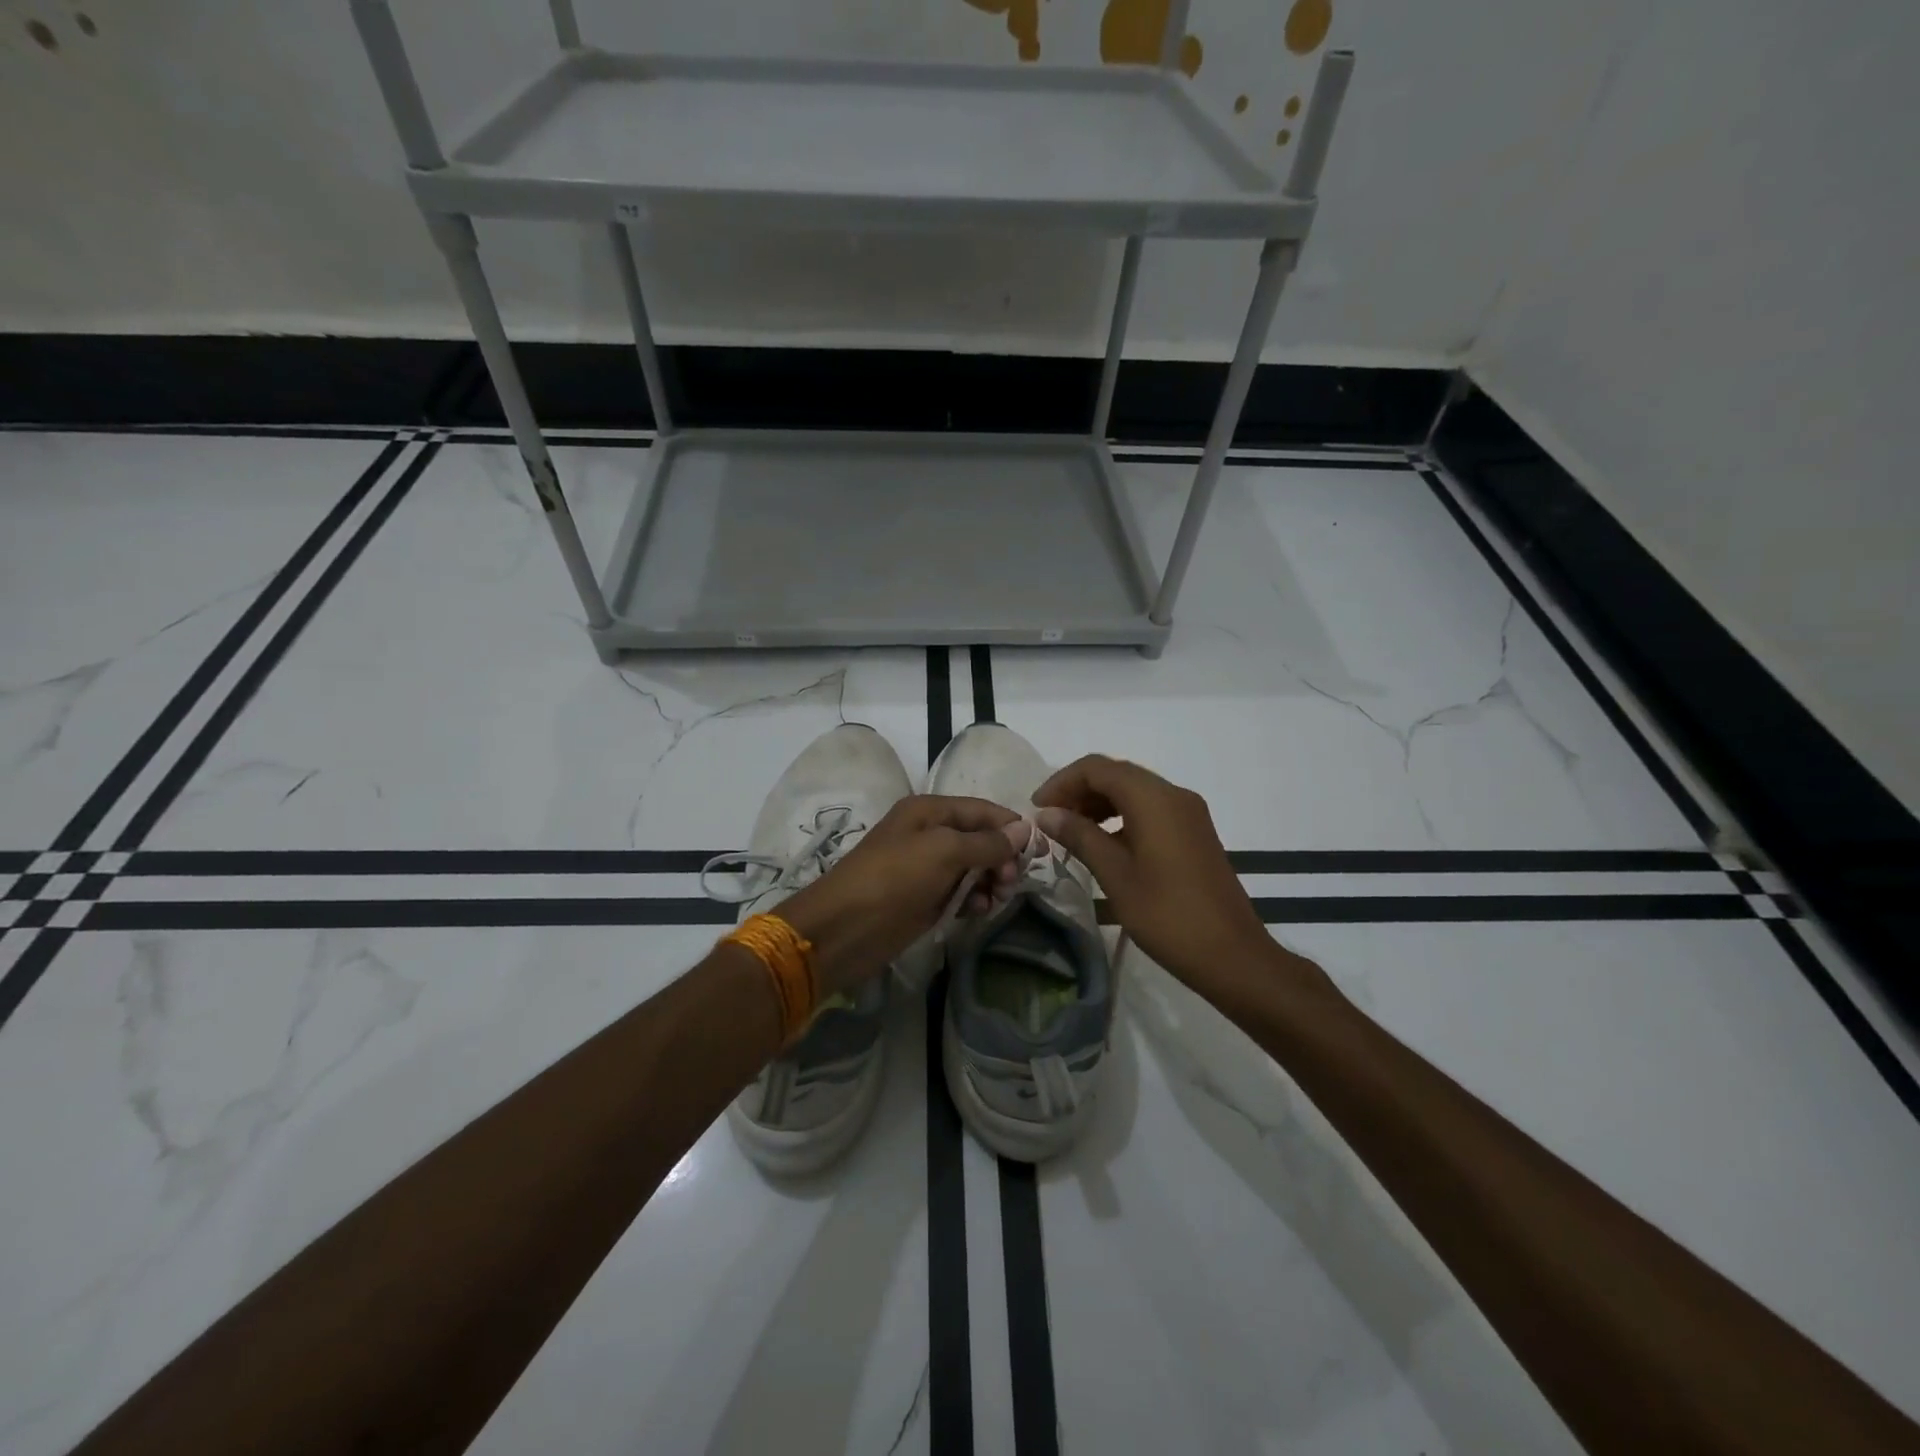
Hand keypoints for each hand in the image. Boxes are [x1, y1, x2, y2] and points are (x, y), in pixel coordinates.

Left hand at [780, 795, 1023, 996]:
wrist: (844, 929)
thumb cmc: (893, 879)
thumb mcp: (943, 851)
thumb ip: (986, 842)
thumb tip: (1024, 831)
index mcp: (930, 810)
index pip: (983, 810)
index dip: (1012, 828)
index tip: (1040, 853)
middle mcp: (929, 833)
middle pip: (981, 838)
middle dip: (1002, 857)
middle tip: (1011, 882)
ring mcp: (927, 868)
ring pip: (974, 868)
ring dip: (990, 881)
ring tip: (996, 899)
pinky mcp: (925, 898)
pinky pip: (961, 892)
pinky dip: (974, 899)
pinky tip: (978, 911)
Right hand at [1034, 755, 1331, 1006]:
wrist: (1232, 955)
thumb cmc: (1167, 915)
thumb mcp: (1115, 875)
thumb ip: (1080, 836)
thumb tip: (1047, 814)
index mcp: (1154, 799)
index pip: (1098, 768)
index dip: (1062, 782)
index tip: (1037, 809)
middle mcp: (1174, 795)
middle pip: (1116, 774)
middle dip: (1079, 791)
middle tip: (1050, 821)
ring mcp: (1188, 813)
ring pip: (1134, 791)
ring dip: (1099, 803)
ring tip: (1071, 833)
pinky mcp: (1194, 832)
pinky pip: (1150, 809)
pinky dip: (1121, 816)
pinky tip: (1103, 844)